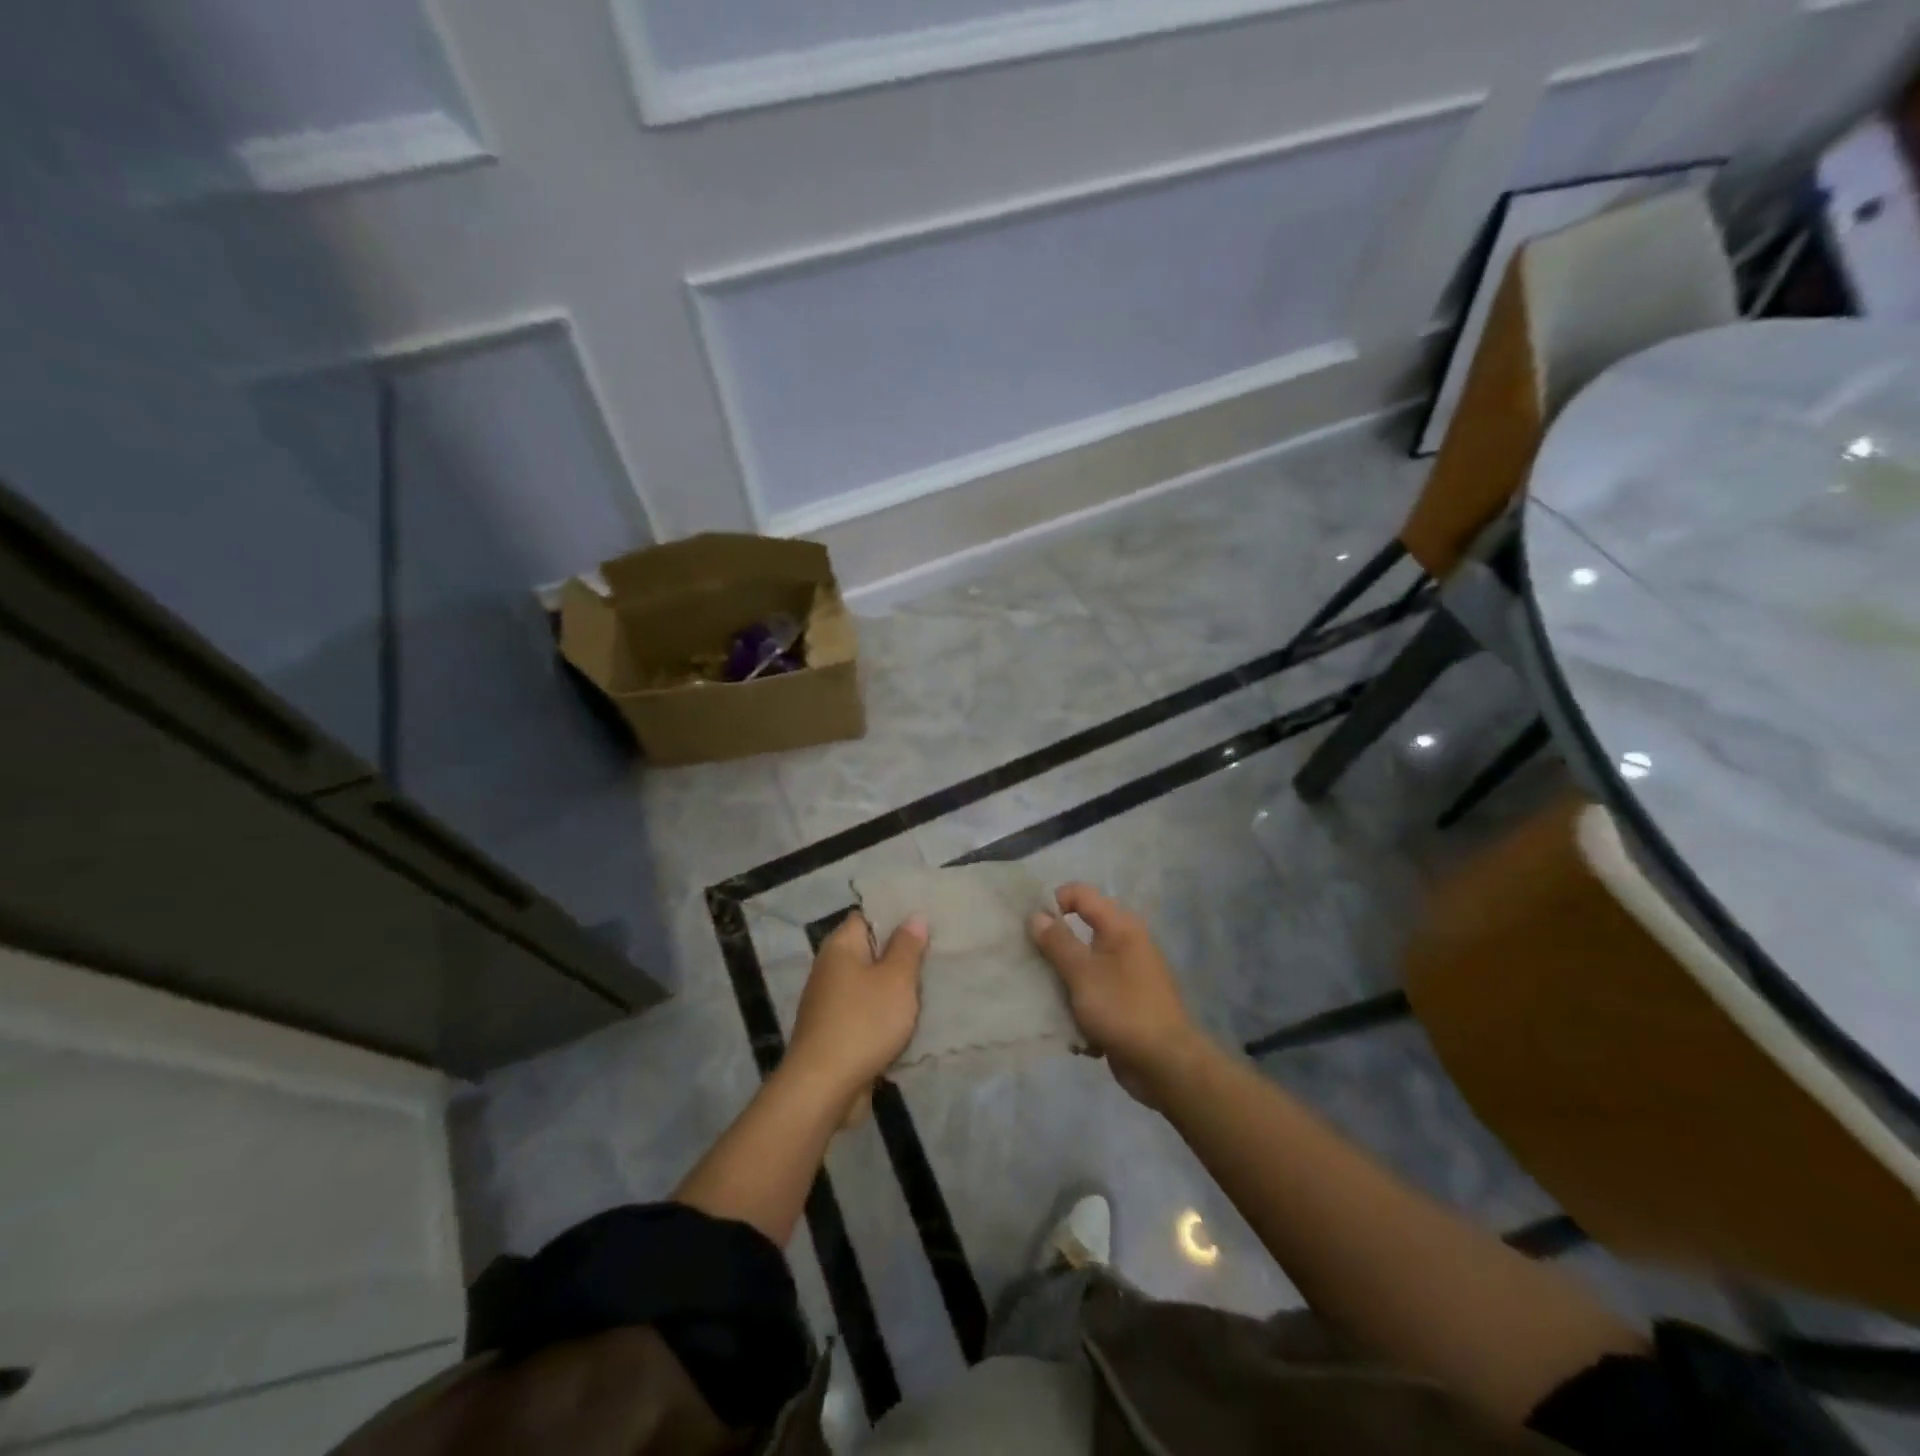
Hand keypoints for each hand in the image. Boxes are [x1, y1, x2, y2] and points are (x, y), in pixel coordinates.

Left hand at [786, 911, 927, 1122]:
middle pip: (870, 951)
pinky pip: (866, 1012)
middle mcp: (830, 969)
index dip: (895, 915)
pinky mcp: (835, 1032)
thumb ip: (907, 947)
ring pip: (870, 985)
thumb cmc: (863, 1022)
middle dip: (901, 954)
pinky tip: (912, 1019)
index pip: (867, 916)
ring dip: (895, 988)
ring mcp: (830, 1002)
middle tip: (937, 952)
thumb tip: (914, 915)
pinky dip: (886, 1014)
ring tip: (931, 984)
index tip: (925, 919)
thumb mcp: (895, 980)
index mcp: (840, 947)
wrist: (824, 1087)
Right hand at [1029, 884, 1207, 1109]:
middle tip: (1029, 962)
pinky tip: (1067, 1022)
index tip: (1030, 928)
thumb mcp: (1082, 972)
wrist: (1165, 1064)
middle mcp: (1126, 943)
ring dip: (1064, 979)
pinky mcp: (1126, 1003)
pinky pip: (1094, 992)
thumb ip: (1057, 942)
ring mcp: (1128, 974)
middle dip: (1054, 946)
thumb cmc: (1121, 1008)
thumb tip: (1037, 914)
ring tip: (1042, 994)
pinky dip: (1080, 1003)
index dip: (1053, 902)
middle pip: (1081, 930)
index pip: (1080, 894)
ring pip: (1085, 965)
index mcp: (1120, 926)